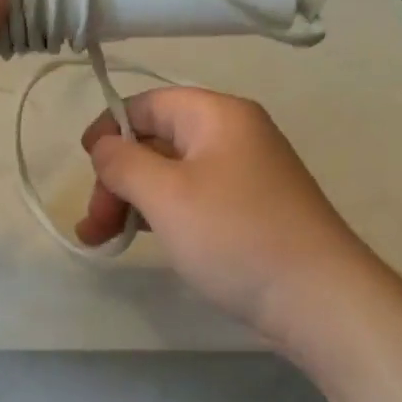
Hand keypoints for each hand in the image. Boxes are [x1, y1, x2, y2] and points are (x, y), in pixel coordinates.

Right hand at [76, 87, 372, 345]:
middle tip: (93, 225)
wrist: (318, 297)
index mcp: (218, 114)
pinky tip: (144, 240)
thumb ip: (124, 163)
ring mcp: (246, 175)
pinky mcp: (251, 211)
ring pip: (173, 175)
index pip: (148, 104)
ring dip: (134, 201)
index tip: (83, 168)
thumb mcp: (167, 195)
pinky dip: (163, 215)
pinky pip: (195, 199)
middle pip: (158, 141)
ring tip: (103, 240)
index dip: (109, 129)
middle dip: (118, 178)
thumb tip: (104, 146)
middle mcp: (235, 135)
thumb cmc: (235, 235)